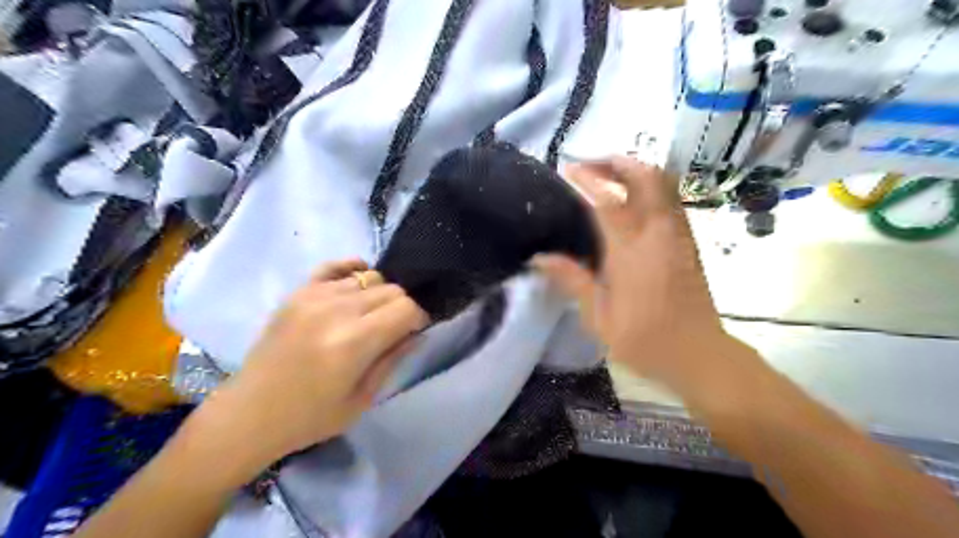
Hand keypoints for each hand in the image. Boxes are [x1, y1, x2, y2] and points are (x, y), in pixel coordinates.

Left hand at [206, 259, 429, 468]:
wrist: (249, 414)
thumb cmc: (310, 417)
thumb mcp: (362, 399)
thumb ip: (393, 359)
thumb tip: (417, 333)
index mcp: (354, 342)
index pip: (406, 308)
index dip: (418, 319)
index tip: (415, 332)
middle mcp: (336, 310)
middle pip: (391, 289)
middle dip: (401, 307)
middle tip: (394, 328)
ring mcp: (313, 296)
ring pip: (369, 277)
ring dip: (379, 295)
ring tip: (370, 315)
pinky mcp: (297, 292)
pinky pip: (334, 266)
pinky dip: (352, 269)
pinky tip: (356, 283)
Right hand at [537, 158, 730, 387]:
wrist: (699, 355)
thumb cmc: (645, 341)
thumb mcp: (599, 318)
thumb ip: (572, 281)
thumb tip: (540, 257)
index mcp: (631, 254)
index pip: (608, 203)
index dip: (587, 180)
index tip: (568, 170)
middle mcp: (658, 235)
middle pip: (645, 179)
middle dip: (617, 163)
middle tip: (591, 165)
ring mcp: (678, 236)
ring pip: (663, 185)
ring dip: (635, 171)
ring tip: (608, 176)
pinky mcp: (689, 242)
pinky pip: (670, 200)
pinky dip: (650, 187)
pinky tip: (633, 200)